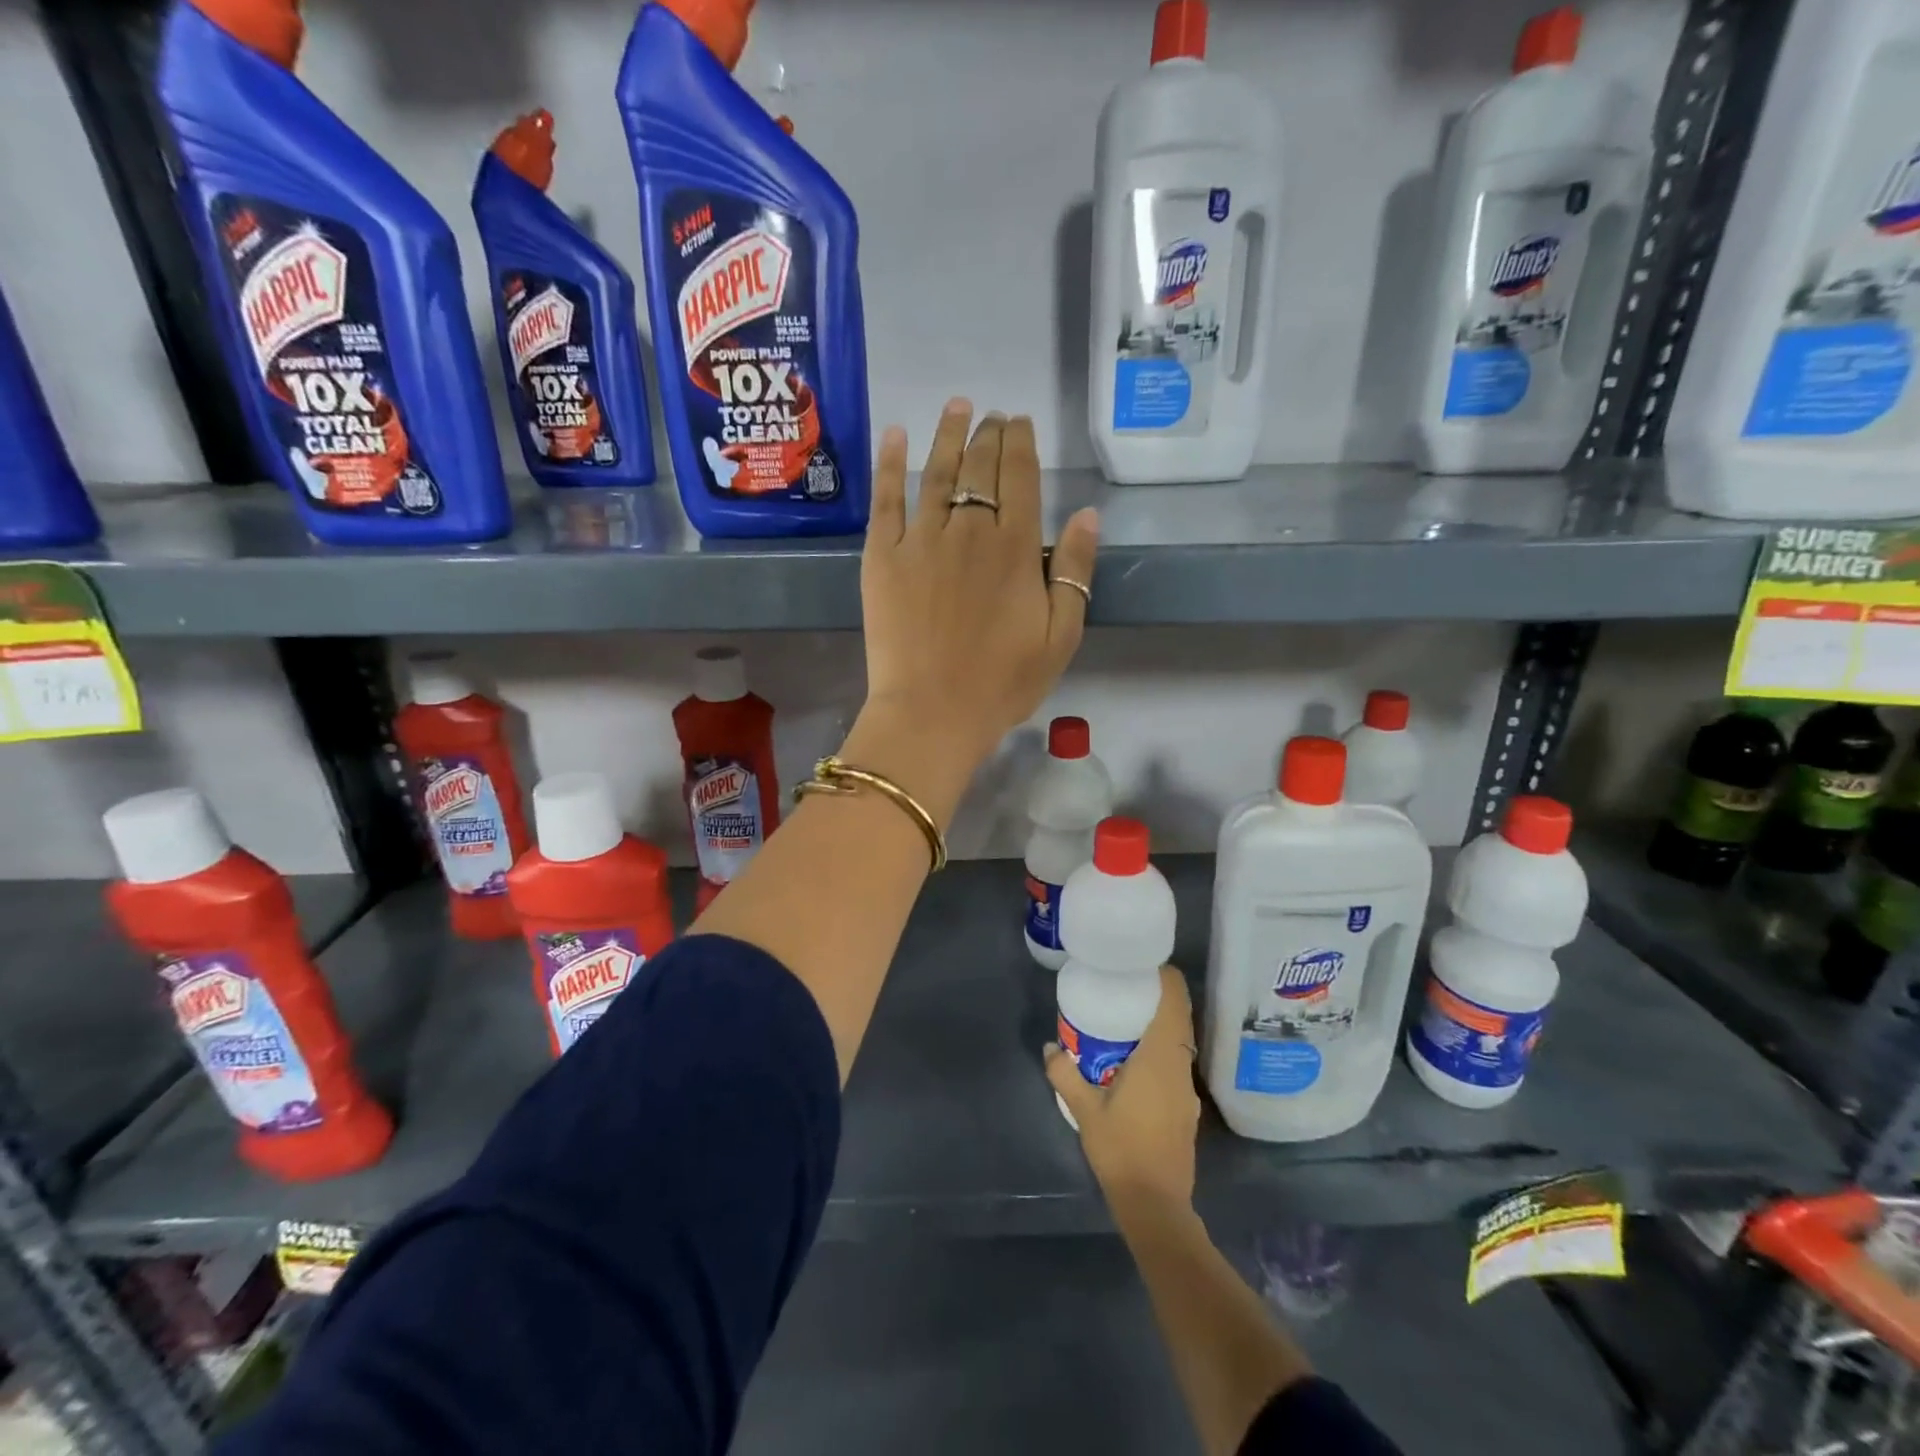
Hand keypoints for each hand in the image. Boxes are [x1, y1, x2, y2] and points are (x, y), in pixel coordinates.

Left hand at [860, 400, 1099, 773]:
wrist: (932, 712)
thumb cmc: (1003, 682)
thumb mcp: (1061, 636)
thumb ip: (1075, 571)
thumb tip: (1087, 514)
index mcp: (1015, 547)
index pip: (1020, 476)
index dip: (1021, 443)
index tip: (1020, 423)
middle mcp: (968, 529)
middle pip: (980, 466)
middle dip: (989, 434)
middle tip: (992, 416)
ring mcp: (920, 539)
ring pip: (936, 471)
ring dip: (948, 434)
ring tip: (957, 407)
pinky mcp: (882, 556)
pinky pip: (885, 499)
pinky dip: (889, 463)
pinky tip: (894, 435)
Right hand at [1046, 967, 1201, 1219]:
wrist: (1156, 1206)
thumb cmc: (1122, 1150)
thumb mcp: (1085, 1111)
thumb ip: (1065, 1075)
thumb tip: (1050, 1047)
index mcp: (1160, 1058)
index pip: (1174, 1002)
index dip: (1166, 977)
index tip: (1145, 964)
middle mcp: (1179, 1067)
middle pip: (1178, 1019)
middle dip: (1158, 998)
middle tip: (1126, 987)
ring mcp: (1186, 1090)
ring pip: (1178, 1043)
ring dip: (1159, 1027)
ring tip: (1125, 1021)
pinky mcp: (1186, 1109)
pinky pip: (1175, 1065)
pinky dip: (1159, 1053)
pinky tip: (1133, 1064)